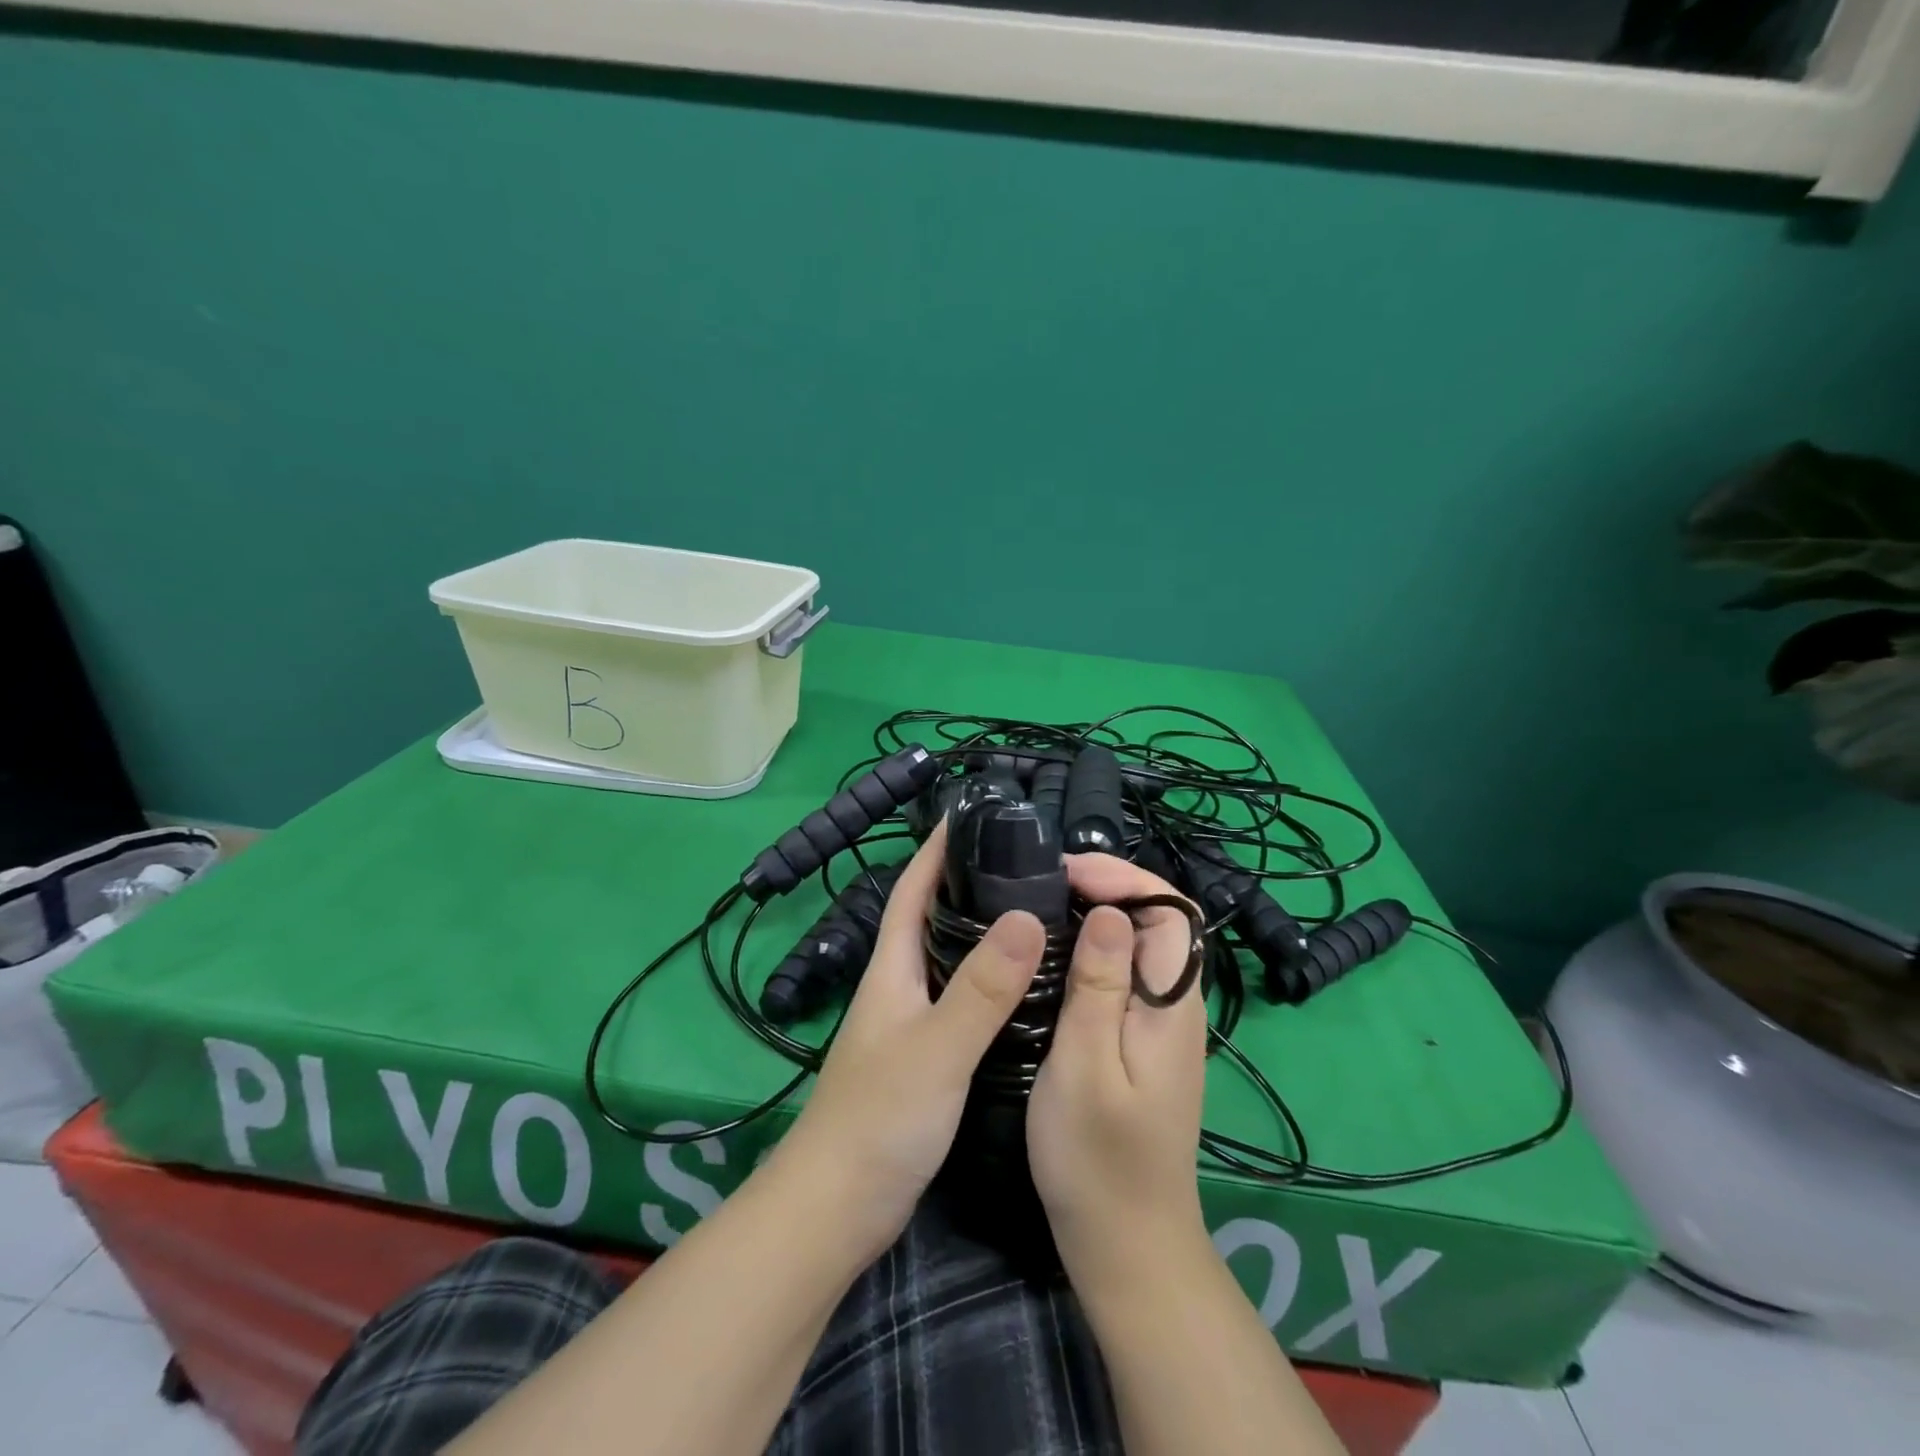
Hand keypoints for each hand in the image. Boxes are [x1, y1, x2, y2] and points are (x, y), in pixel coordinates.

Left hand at [771, 822, 1044, 1262]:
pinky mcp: (926, 1055)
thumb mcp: (937, 1048)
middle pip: (935, 916)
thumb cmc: (879, 1119)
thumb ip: (981, 987)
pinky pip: (963, 999)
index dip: (938, 848)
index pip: (913, 887)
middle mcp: (899, 984)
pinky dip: (991, 981)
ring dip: (985, 931)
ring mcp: (910, 1021)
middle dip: (972, 882)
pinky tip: (1027, 988)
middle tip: (1031, 862)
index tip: (975, 814)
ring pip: (952, 958)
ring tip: (1040, 911)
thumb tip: (1028, 914)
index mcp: (892, 967)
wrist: (836, 1208)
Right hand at [1027, 854, 1210, 1287]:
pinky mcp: (1139, 1041)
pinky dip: (1089, 949)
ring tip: (1039, 905)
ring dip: (1095, 914)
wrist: (1126, 1246)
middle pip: (1156, 920)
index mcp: (1171, 1004)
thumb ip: (1098, 987)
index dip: (1122, 877)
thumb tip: (1107, 911)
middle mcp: (1175, 1005)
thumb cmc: (1098, 1160)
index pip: (1168, 910)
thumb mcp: (1085, 1067)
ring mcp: (1159, 1025)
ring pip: (1138, 944)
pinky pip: (1122, 974)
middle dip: (1106, 886)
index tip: (1063, 872)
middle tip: (1042, 883)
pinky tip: (1050, 956)